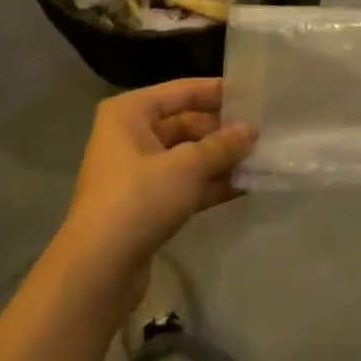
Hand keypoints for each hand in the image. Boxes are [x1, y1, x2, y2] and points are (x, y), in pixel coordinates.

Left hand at [57, 78, 253, 295]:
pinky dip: (208, 184)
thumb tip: (251, 130)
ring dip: (219, 159)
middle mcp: (129, 135)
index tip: (253, 95)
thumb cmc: (139, 199)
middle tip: (262, 135)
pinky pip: (182, 183)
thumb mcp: (187, 167)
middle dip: (221, 132)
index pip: (181, 91)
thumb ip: (221, 145)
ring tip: (259, 160)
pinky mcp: (144, 204)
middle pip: (184, 123)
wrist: (98, 269)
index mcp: (130, 112)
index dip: (217, 92)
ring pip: (185, 156)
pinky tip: (242, 186)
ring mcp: (136, 172)